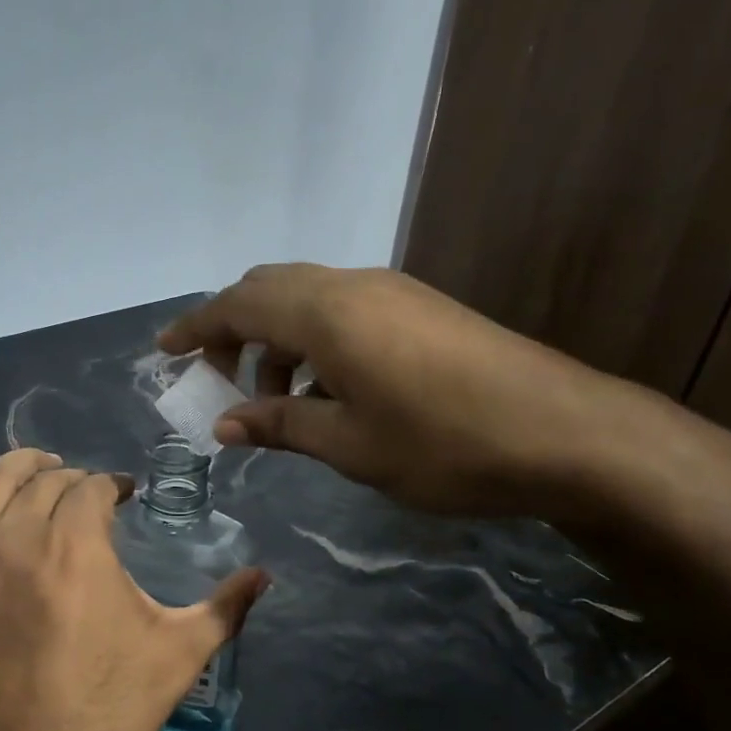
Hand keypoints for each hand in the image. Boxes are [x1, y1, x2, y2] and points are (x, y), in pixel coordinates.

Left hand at [0, 436, 266, 730]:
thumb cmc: (103, 719)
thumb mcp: (176, 660)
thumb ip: (224, 609)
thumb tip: (265, 575)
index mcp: (77, 545)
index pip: (94, 488)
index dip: (114, 487)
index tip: (128, 498)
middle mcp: (18, 536)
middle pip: (45, 482)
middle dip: (73, 480)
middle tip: (91, 494)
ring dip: (21, 465)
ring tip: (41, 464)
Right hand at [159, 264, 692, 519]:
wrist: (566, 432)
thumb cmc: (442, 444)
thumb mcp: (348, 444)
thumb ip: (280, 425)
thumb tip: (224, 425)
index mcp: (326, 314)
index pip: (238, 305)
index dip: (195, 327)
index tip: (164, 353)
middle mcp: (354, 286)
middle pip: (270, 289)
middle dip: (234, 330)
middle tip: (220, 382)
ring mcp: (393, 292)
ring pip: (309, 300)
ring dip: (278, 341)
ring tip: (278, 403)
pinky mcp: (421, 308)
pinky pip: (344, 311)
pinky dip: (316, 343)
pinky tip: (328, 393)